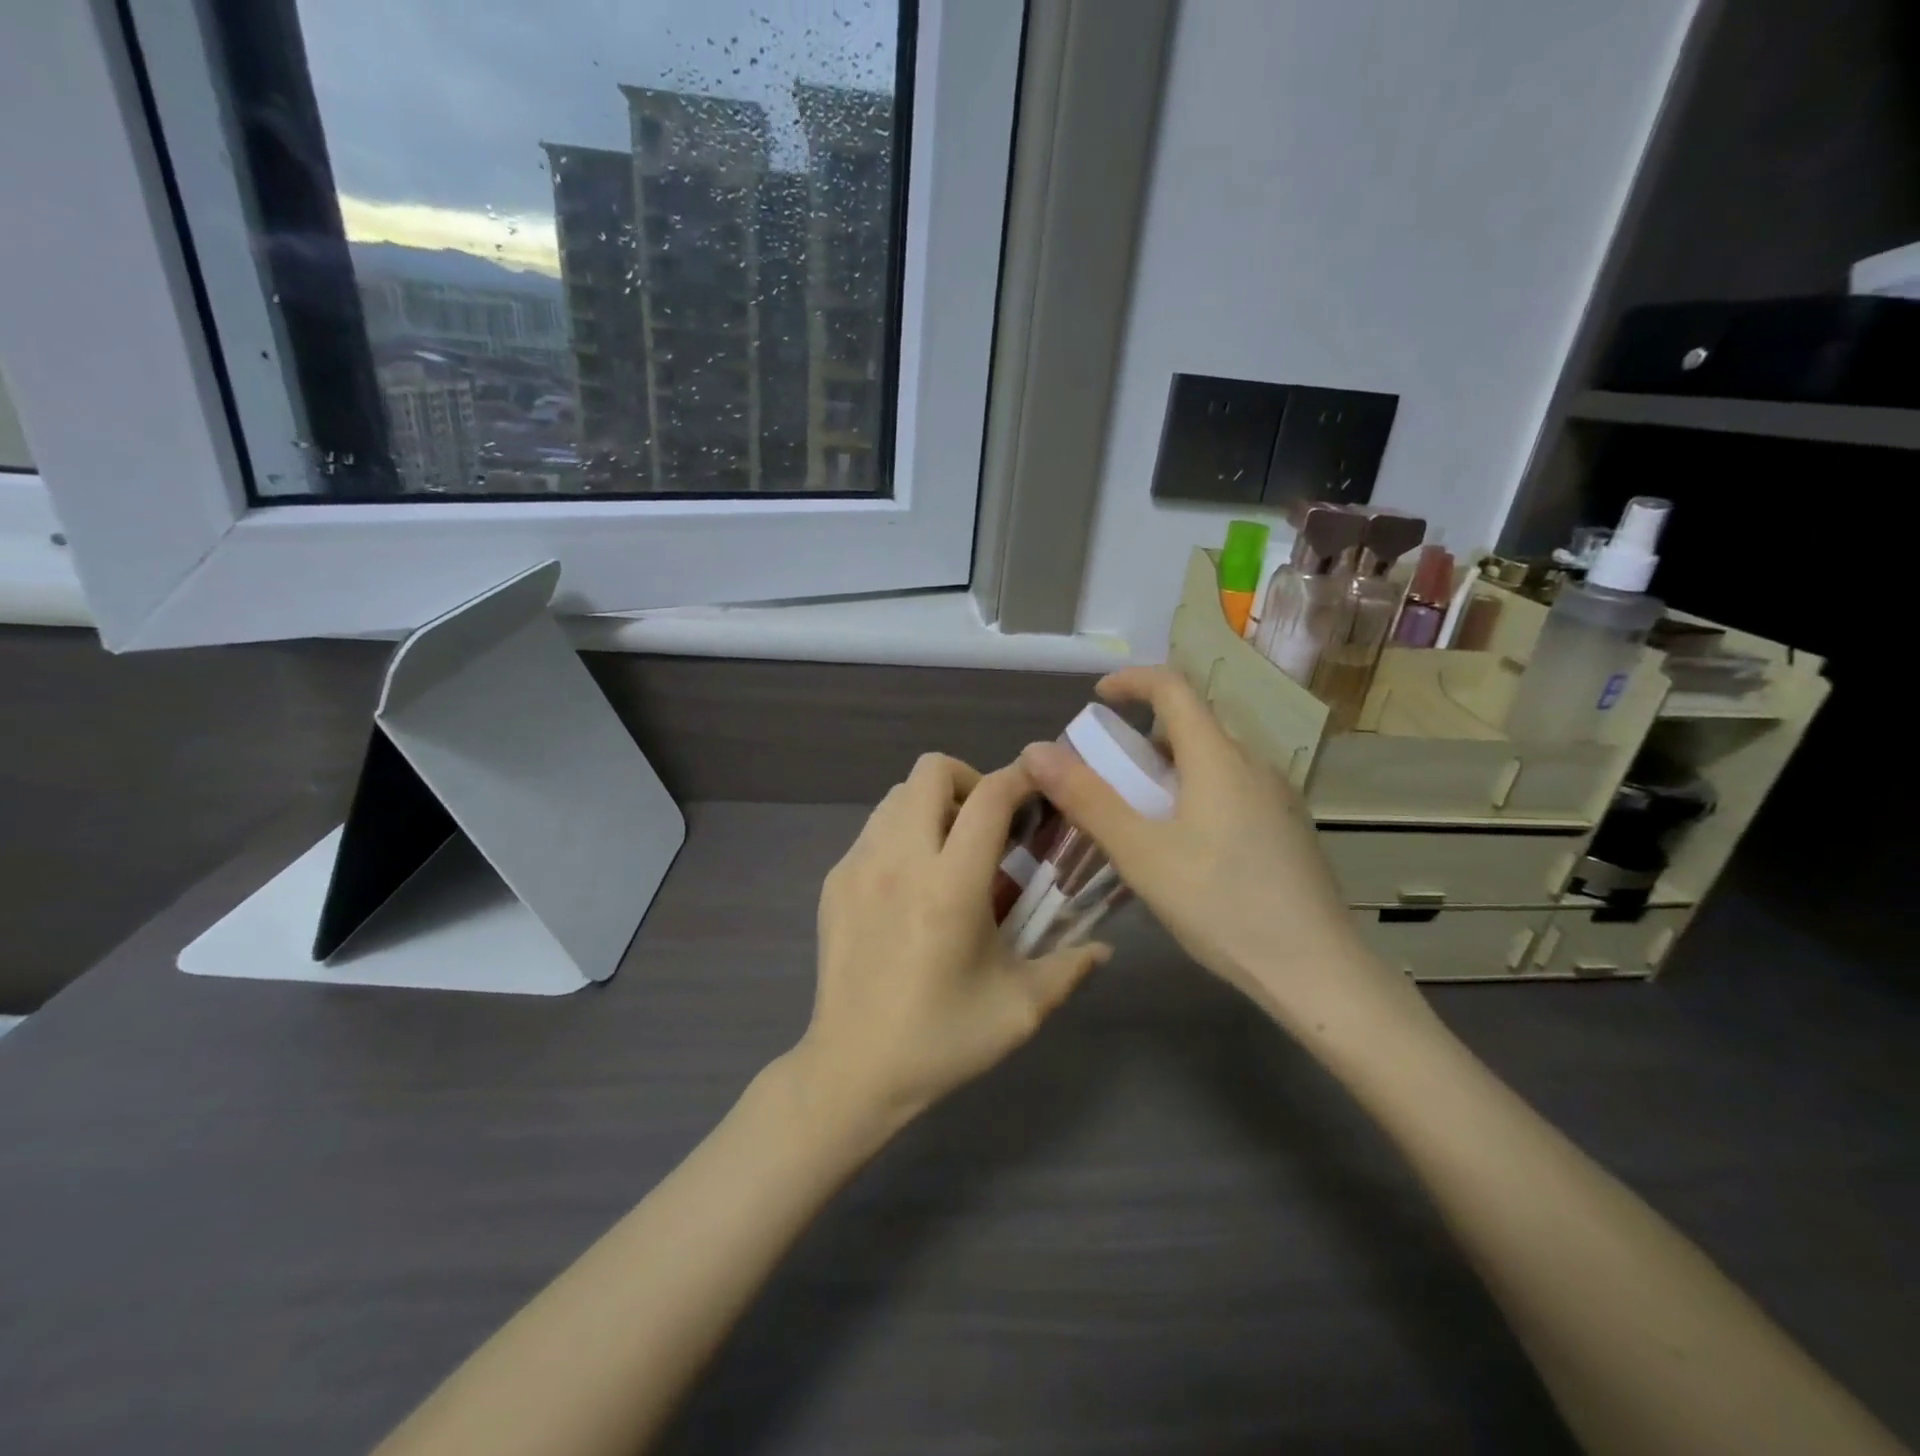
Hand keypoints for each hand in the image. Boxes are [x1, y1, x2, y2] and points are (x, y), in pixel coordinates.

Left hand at [796, 753, 1109, 1134]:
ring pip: (897, 794)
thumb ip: (1069, 967)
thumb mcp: (1019, 1008)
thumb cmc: (941, 1039)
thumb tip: (1104, 948)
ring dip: (931, 804)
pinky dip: (901, 832)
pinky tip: (912, 882)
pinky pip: (873, 829)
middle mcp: (900, 860)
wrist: (853, 1070)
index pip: (990, 797)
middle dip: (970, 780)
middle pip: (932, 771)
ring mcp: (859, 865)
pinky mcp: (834, 881)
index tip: (1040, 786)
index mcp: (951, 886)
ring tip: (950, 849)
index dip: (1021, 778)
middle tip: (989, 824)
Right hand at [1021, 667, 1409, 1030]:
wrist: (1317, 972)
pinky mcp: (1287, 828)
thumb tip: (1036, 751)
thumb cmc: (1222, 906)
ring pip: (1213, 761)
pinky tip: (1184, 848)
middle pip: (1192, 725)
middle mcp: (1254, 764)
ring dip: (1169, 770)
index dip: (1132, 680)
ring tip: (1138, 816)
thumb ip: (1088, 799)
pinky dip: (1196, 794)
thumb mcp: (1142, 854)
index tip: (1098, 698)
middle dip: (1142, 737)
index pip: (1174, 687)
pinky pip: (1232, 788)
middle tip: (1106, 774)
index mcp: (1218, 758)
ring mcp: (1277, 797)